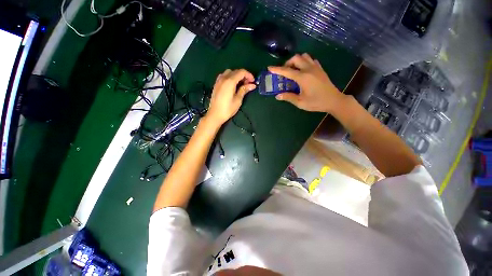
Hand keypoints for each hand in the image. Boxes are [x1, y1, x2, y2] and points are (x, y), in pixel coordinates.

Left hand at [206, 69, 256, 124]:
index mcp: (230, 81)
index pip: (241, 72)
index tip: (253, 81)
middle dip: (243, 75)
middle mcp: (223, 78)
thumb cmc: (228, 109)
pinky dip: (230, 77)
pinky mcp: (216, 84)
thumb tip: (252, 85)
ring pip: (229, 72)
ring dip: (236, 75)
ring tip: (240, 84)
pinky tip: (232, 85)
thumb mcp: (238, 100)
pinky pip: (223, 76)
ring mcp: (218, 81)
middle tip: (248, 84)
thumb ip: (244, 90)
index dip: (249, 75)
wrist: (215, 114)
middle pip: (235, 71)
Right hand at [268, 53, 346, 112]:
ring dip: (296, 60)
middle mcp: (309, 69)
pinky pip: (311, 60)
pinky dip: (304, 62)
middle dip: (287, 62)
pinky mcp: (320, 69)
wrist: (334, 100)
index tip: (269, 67)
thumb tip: (277, 96)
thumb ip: (288, 97)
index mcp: (303, 77)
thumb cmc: (316, 102)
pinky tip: (303, 70)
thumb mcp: (300, 102)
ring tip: (293, 70)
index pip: (287, 71)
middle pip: (296, 58)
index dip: (277, 69)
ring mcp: (316, 67)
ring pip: (304, 56)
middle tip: (284, 71)